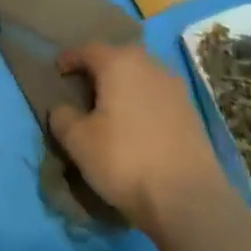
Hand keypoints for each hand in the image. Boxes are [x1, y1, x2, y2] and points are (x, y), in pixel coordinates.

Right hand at [48, 42, 230, 231]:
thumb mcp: (78, 141)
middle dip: (99, 70)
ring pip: (140, 76)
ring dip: (124, 86)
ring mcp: (175, 87)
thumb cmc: (126, 160)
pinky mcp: (192, 113)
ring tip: (112, 108)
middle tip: (85, 89)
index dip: (68, 60)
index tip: (57, 72)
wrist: (190, 201)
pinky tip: (138, 126)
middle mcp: (149, 64)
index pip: (86, 50)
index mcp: (118, 62)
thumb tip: (62, 109)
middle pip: (117, 58)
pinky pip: (158, 97)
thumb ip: (62, 117)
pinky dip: (144, 104)